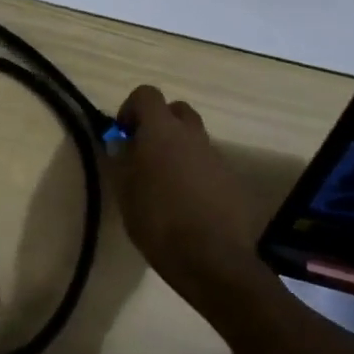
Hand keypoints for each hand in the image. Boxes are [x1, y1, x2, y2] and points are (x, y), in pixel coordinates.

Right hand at [109, 86, 261, 294]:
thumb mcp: (125, 190)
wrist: (212, 259)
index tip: (124, 135)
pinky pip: (209, 164)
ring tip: (165, 183)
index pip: (147, 94)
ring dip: (179, 149)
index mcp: (162, 130)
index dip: (131, 109)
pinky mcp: (232, 181)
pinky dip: (196, 172)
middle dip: (160, 124)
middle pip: (177, 110)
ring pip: (194, 138)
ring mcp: (216, 157)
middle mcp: (192, 134)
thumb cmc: (157, 220)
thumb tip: (120, 142)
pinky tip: (187, 202)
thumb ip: (121, 158)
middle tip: (145, 152)